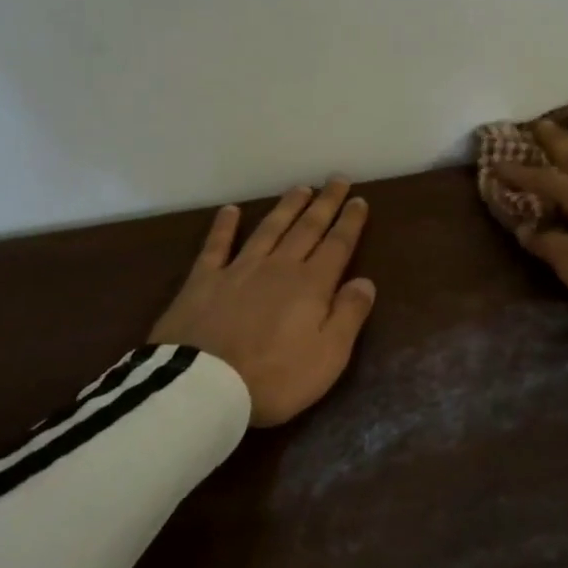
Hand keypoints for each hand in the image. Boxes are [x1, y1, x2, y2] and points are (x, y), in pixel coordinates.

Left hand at [148, 180, 376, 426]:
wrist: (204, 388)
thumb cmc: (276, 377)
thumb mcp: (330, 355)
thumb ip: (349, 314)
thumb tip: (365, 281)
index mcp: (311, 286)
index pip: (337, 246)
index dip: (350, 222)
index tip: (359, 200)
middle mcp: (278, 268)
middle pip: (306, 229)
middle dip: (324, 204)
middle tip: (337, 180)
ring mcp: (238, 270)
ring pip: (268, 230)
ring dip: (286, 208)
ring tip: (300, 188)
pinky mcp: (202, 281)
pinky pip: (215, 247)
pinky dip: (224, 227)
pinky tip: (230, 211)